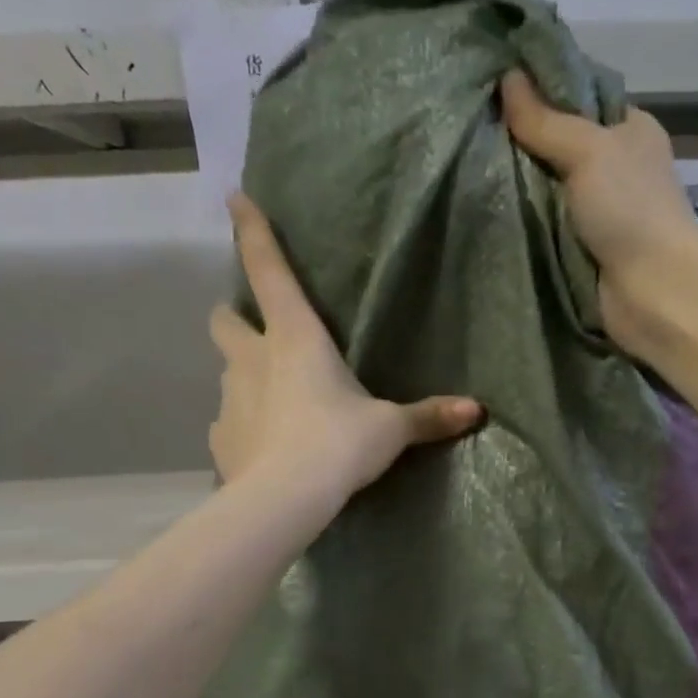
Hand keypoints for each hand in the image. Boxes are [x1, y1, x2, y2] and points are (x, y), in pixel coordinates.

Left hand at [210, 194, 481, 503]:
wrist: (284, 499)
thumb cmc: (338, 445)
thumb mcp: (390, 429)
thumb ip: (428, 417)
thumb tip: (477, 411)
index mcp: (295, 338)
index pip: (268, 270)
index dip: (251, 231)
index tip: (235, 198)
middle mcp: (252, 359)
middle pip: (225, 320)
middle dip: (236, 320)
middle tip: (260, 337)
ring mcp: (229, 399)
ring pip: (228, 373)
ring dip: (247, 379)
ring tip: (277, 409)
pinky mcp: (221, 439)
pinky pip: (230, 423)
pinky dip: (245, 428)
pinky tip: (266, 450)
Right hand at [500, 70, 697, 356]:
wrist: (652, 292)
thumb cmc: (630, 209)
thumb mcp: (588, 150)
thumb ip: (546, 120)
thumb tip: (507, 78)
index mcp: (628, 130)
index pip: (578, 99)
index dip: (540, 93)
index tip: (495, 90)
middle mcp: (615, 168)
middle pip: (558, 147)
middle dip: (521, 146)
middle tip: (473, 135)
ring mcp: (599, 213)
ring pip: (547, 191)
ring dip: (518, 189)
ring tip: (470, 171)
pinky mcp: (583, 251)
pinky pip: (545, 230)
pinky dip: (524, 226)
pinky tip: (489, 214)